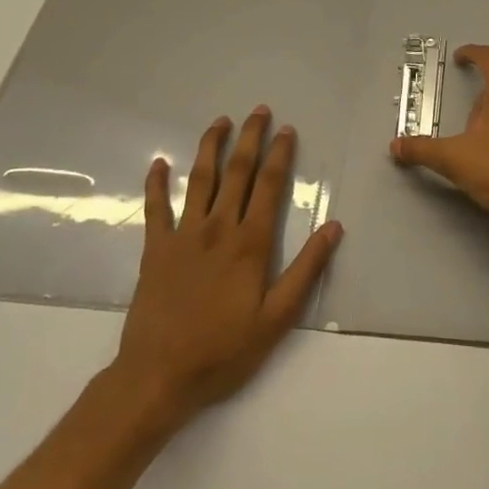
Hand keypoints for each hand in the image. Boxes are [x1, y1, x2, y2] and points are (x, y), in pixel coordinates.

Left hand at [104, 108, 342, 436]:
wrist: (158, 377)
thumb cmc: (224, 350)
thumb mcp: (277, 318)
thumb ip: (306, 270)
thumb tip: (334, 227)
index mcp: (250, 243)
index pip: (269, 186)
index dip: (280, 155)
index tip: (287, 130)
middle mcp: (218, 228)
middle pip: (237, 172)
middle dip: (249, 139)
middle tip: (258, 111)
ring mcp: (183, 236)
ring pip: (199, 180)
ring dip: (210, 147)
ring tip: (219, 122)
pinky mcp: (154, 250)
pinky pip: (155, 209)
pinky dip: (156, 184)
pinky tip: (159, 163)